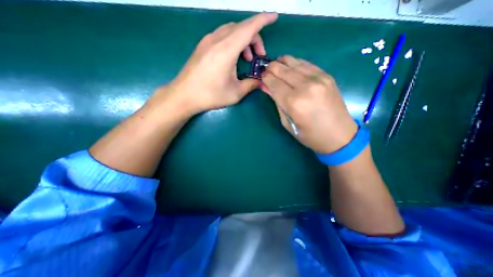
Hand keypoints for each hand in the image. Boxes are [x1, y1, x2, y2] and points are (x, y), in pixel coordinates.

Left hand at [145, 13, 275, 114]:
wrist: (184, 95)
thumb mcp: (235, 93)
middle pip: (241, 28)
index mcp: (226, 50)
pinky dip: (233, 42)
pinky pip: (222, 35)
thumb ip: (251, 84)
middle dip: (255, 38)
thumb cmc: (210, 95)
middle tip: (259, 56)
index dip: (263, 20)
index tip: (274, 17)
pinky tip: (234, 57)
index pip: (248, 28)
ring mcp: (207, 41)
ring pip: (231, 30)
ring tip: (247, 58)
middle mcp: (217, 40)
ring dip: (243, 40)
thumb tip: (260, 81)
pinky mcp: (203, 46)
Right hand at [261, 55, 358, 153]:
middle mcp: (305, 87)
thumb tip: (266, 87)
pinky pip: (307, 64)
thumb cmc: (309, 135)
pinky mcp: (327, 76)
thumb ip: (276, 103)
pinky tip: (291, 64)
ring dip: (282, 62)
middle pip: (283, 70)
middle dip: (271, 68)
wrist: (339, 135)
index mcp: (294, 103)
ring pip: (294, 63)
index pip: (274, 83)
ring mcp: (318, 79)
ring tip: (277, 64)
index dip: (265, 78)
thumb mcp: (287, 123)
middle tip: (266, 70)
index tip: (261, 77)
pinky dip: (296, 62)